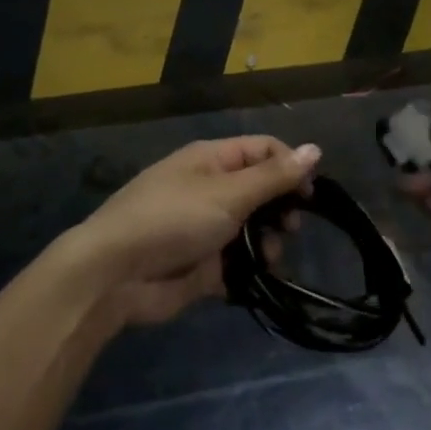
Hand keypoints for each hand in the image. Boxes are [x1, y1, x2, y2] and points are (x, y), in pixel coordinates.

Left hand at [67, 137, 320, 326]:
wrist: (115, 275)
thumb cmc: (173, 219)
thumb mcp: (228, 193)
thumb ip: (274, 176)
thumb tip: (315, 149)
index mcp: (212, 160)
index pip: (264, 150)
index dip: (291, 166)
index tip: (310, 195)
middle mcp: (210, 188)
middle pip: (261, 191)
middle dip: (280, 209)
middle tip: (290, 229)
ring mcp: (205, 228)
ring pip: (253, 230)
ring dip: (267, 244)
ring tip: (267, 259)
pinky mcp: (202, 265)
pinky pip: (237, 264)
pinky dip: (248, 271)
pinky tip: (253, 280)